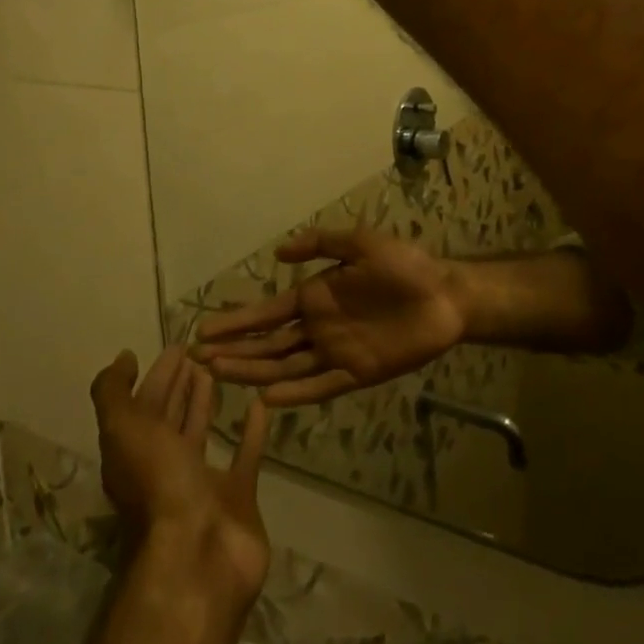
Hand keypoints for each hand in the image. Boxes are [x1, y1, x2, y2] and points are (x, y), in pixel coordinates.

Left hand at [90, 347, 271, 609]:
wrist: (198, 558)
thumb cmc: (157, 485)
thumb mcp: (123, 430)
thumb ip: (114, 393)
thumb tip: (122, 358)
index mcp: (134, 454)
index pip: (144, 405)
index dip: (157, 375)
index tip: (177, 346)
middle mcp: (163, 468)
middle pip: (170, 418)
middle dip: (180, 385)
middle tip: (200, 353)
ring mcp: (200, 484)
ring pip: (202, 434)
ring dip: (206, 404)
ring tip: (220, 371)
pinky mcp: (236, 498)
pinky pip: (244, 456)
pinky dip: (251, 431)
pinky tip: (259, 404)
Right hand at [193, 227, 468, 405]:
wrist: (444, 295)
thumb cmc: (403, 265)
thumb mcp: (360, 243)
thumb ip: (320, 244)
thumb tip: (277, 254)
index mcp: (315, 297)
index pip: (266, 313)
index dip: (236, 322)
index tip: (203, 330)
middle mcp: (318, 328)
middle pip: (269, 345)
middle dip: (235, 351)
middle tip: (199, 360)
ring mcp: (335, 353)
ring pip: (286, 368)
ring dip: (254, 373)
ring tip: (220, 377)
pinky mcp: (357, 374)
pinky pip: (320, 387)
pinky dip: (294, 395)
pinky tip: (268, 400)